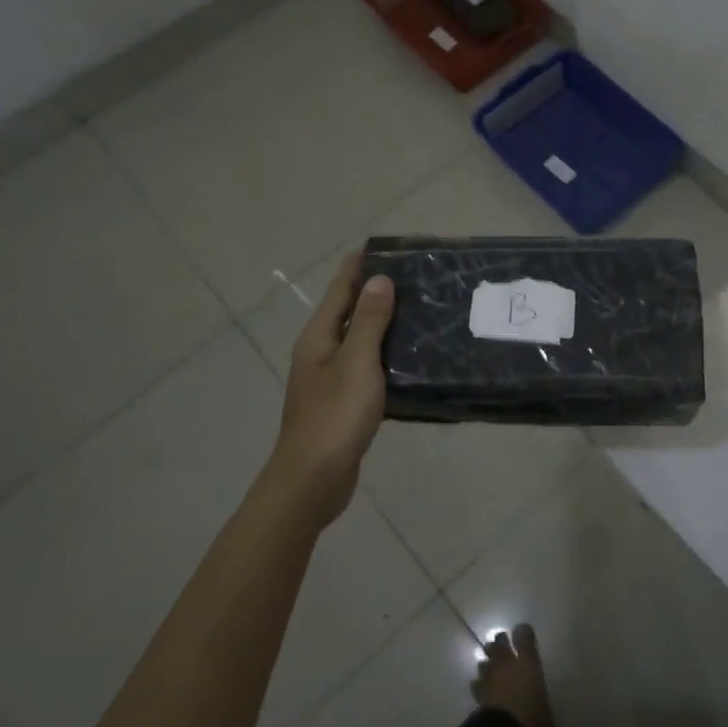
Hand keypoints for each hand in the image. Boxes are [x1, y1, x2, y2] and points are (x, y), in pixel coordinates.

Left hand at [261, 254, 394, 525]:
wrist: (313, 479)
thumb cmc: (335, 415)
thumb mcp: (356, 362)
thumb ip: (368, 321)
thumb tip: (379, 280)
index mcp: (318, 338)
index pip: (339, 292)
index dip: (356, 269)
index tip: (378, 247)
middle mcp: (319, 354)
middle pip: (345, 313)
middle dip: (371, 293)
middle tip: (408, 277)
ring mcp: (328, 380)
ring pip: (356, 341)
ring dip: (379, 324)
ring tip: (414, 311)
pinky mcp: (341, 403)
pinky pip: (364, 367)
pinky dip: (382, 355)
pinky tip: (405, 359)